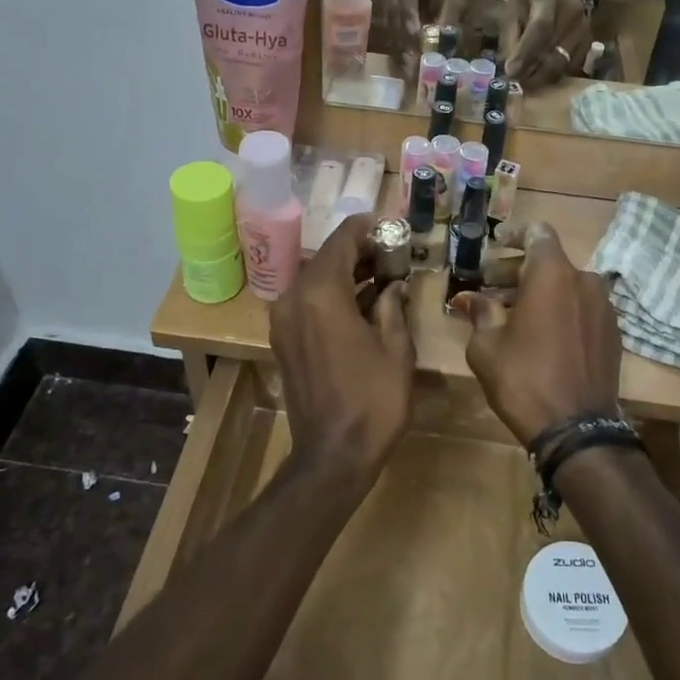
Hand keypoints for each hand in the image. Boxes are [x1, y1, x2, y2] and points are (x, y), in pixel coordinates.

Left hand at [270, 215, 415, 479]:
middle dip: (358, 251)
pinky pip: (307, 301)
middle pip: (326, 258)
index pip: (342, 241)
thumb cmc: (373, 400)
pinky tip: (361, 300)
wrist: (333, 454)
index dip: (366, 228)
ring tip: (381, 272)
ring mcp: (283, 320)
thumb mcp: (396, 348)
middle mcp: (294, 298)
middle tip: (391, 251)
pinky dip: (331, 294)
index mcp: (321, 294)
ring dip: (344, 272)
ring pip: (315, 279)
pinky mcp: (283, 338)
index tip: (388, 224)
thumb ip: (392, 306)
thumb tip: (392, 285)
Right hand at [386, 0, 468, 64]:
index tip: (414, 34)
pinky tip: (404, 63)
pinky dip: (397, 45)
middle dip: (403, 37)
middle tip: (412, 62)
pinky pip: (388, 28)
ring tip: (408, 69)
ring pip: (389, 21)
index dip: (409, 12)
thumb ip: (450, 13)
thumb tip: (445, 44)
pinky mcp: (382, 8)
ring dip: (399, 45)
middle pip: (394, 9)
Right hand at [455, 224, 620, 447]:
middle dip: (519, 270)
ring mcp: (604, 307)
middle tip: (492, 287)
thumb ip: (480, 312)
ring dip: (541, 292)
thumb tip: (468, 298)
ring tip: (514, 314)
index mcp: (553, 274)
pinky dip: (561, 311)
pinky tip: (542, 334)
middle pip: (550, 261)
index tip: (497, 246)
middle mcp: (584, 281)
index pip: (538, 233)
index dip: (516, 235)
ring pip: (567, 286)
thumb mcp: (487, 345)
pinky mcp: (613, 333)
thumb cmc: (523, 379)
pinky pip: (582, 308)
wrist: (577, 430)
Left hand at [506, 0, 592, 89]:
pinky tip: (538, 77)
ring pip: (562, 64)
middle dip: (531, 72)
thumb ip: (511, 33)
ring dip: (541, 78)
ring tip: (524, 83)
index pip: (541, 27)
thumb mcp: (515, 6)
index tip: (510, 71)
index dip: (525, 52)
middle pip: (553, 51)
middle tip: (514, 82)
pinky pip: (569, 68)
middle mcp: (572, 13)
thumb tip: (508, 66)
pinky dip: (552, 76)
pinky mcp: (588, 45)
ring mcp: (583, 31)